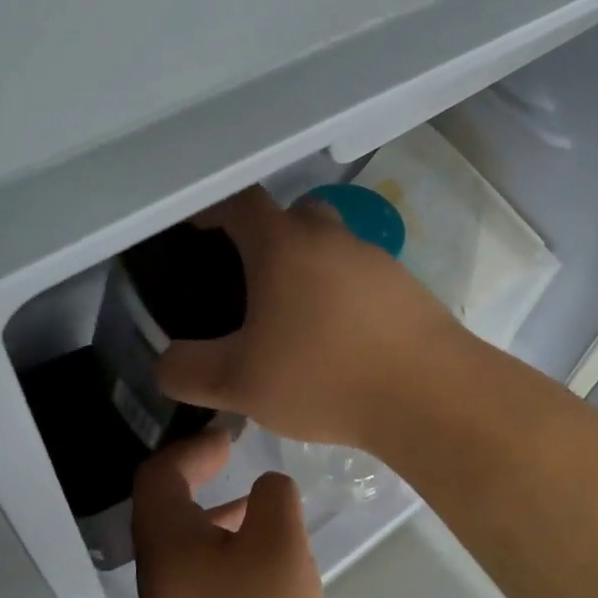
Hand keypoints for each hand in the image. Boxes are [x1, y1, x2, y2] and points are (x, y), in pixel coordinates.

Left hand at [133, 430, 323, 597]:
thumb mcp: (279, 548)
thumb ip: (274, 500)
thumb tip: (267, 487)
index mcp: (168, 540)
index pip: (160, 474)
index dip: (192, 448)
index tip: (228, 439)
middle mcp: (157, 569)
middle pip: (166, 506)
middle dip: (200, 477)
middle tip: (237, 462)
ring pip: (185, 542)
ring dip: (217, 516)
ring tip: (261, 510)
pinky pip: (200, 573)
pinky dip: (225, 551)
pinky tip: (263, 567)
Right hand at [156, 187, 467, 448]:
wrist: (430, 395)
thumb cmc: (324, 377)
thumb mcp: (238, 384)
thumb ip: (187, 371)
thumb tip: (167, 361)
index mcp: (284, 245)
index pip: (239, 202)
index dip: (212, 209)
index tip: (197, 229)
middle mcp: (332, 237)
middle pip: (290, 216)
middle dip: (264, 237)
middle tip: (247, 280)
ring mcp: (376, 260)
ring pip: (330, 246)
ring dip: (308, 267)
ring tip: (293, 319)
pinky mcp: (407, 288)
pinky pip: (361, 277)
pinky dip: (341, 294)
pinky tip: (339, 339)